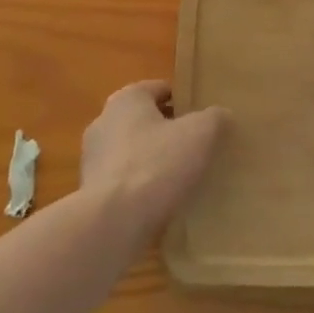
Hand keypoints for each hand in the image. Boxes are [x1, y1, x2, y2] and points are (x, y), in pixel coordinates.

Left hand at [79, 79, 224, 238]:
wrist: (113, 223)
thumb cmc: (156, 165)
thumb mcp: (200, 134)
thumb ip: (214, 118)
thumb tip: (221, 115)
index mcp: (126, 99)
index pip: (160, 89)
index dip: (184, 100)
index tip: (205, 117)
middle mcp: (104, 122)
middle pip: (146, 120)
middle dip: (169, 131)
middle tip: (199, 146)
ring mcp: (93, 159)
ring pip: (134, 152)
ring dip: (155, 161)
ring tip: (184, 178)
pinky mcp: (92, 192)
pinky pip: (125, 182)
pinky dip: (142, 187)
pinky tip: (163, 202)